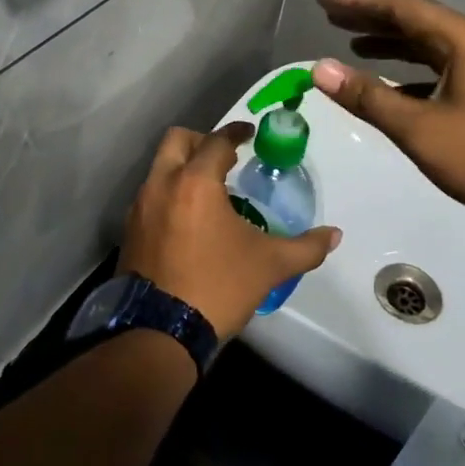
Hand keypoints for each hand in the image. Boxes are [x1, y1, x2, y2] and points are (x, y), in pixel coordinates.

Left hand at [120, 123, 341, 337]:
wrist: (160, 333)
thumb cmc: (218, 287)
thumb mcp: (269, 266)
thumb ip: (306, 247)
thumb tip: (335, 235)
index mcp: (195, 182)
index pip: (217, 141)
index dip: (236, 132)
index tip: (250, 134)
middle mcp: (161, 185)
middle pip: (177, 141)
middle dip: (202, 141)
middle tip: (226, 158)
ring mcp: (140, 208)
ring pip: (160, 169)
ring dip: (183, 168)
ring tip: (210, 192)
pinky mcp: (130, 231)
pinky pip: (151, 196)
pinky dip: (170, 194)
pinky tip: (189, 221)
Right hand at [312, 0, 464, 219]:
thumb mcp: (419, 128)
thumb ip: (369, 97)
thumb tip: (320, 69)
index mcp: (460, 39)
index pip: (400, 6)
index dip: (358, 1)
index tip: (322, 0)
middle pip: (413, 18)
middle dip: (370, 17)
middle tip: (330, 16)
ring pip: (426, 42)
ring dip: (389, 41)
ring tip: (351, 43)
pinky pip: (437, 65)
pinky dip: (408, 68)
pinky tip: (388, 81)